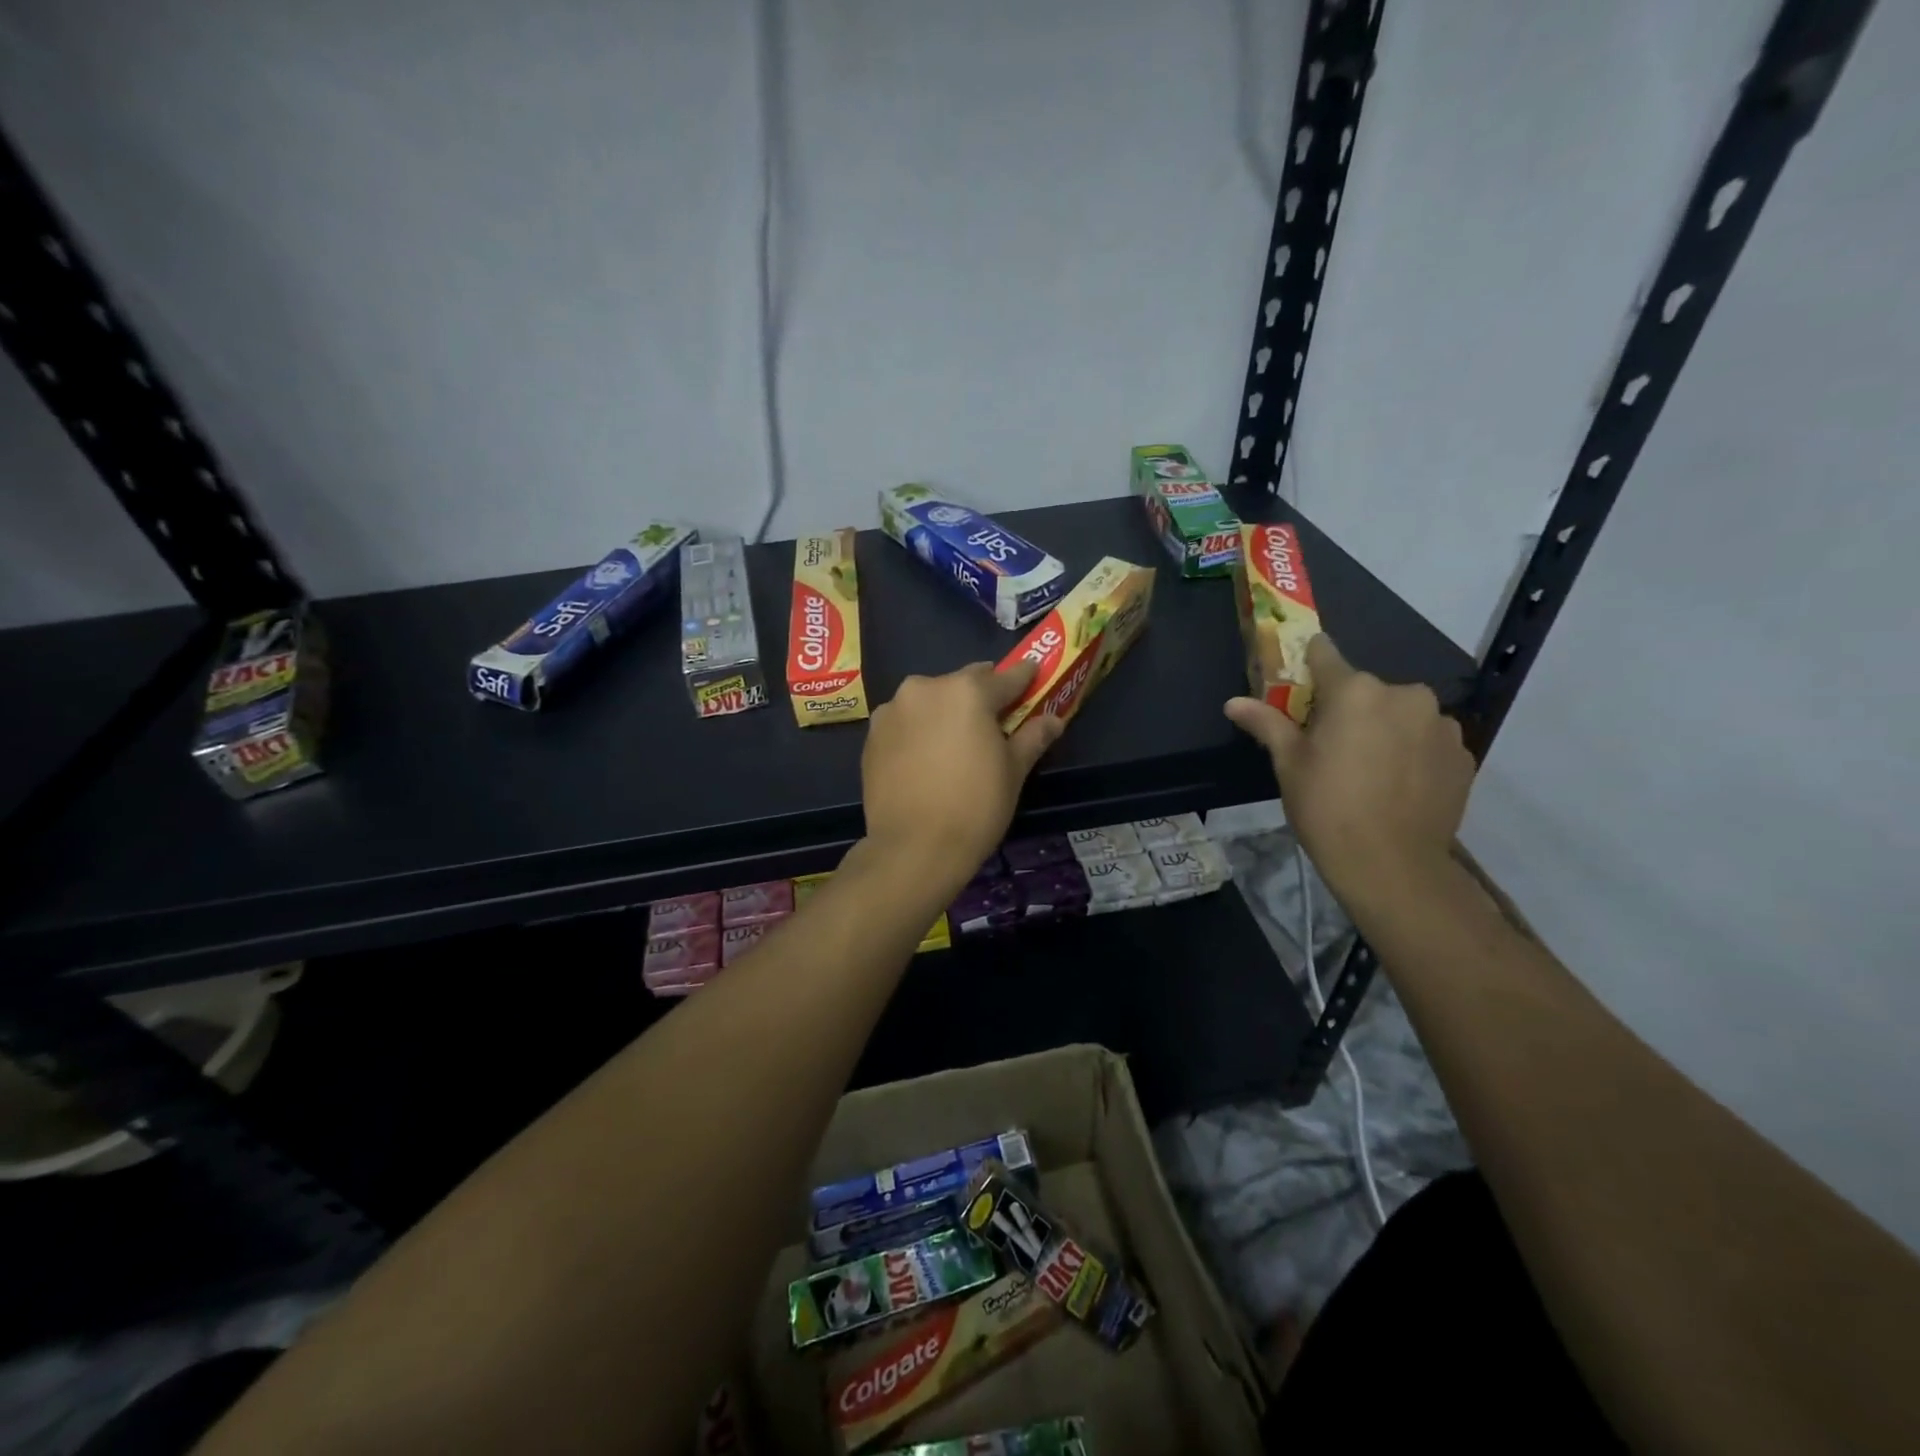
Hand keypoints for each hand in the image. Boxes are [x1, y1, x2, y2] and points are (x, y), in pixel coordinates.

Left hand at [862, 661, 1063, 884]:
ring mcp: (892, 710)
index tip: (1033, 676)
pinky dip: (918, 730)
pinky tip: (926, 758)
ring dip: (945, 711)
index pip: (1005, 677)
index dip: (1023, 679)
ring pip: (929, 700)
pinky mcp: (872, 735)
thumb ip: (1032, 737)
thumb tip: (1053, 719)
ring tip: (954, 743)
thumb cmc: (975, 806)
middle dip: (980, 696)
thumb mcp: (1013, 771)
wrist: (913, 848)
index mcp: (967, 691)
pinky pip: (905, 722)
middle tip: (993, 720)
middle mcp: (925, 688)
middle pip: (963, 684)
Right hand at [1224, 636, 1473, 905]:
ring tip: (1370, 769)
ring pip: (1401, 713)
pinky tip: (1398, 784)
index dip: (1309, 665)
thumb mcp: (1288, 764)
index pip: (1325, 654)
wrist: (1391, 865)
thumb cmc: (1326, 807)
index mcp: (1355, 691)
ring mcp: (1441, 724)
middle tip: (1332, 746)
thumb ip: (1266, 723)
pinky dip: (1413, 752)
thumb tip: (1232, 702)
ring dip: (1385, 728)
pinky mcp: (1463, 753)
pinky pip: (1428, 740)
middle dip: (1349, 708)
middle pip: (1367, 689)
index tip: (1300, 682)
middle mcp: (1404, 695)